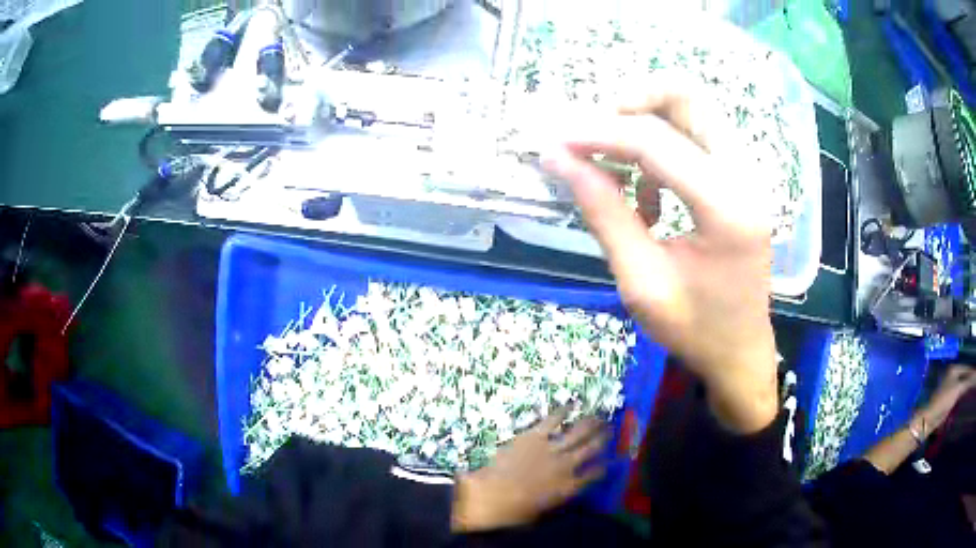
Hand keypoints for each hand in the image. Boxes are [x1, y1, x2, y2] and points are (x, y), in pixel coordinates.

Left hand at [451, 410, 606, 531]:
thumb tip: (560, 493)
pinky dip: (563, 412)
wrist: (493, 495)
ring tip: (600, 417)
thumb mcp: (543, 511)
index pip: (595, 474)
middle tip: (611, 429)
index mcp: (570, 487)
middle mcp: (567, 466)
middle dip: (603, 438)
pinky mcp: (535, 436)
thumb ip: (556, 498)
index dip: (604, 466)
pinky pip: (553, 421)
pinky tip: (571, 405)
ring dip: (591, 424)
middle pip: (592, 449)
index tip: (609, 460)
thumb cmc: (515, 511)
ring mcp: (552, 449)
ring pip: (578, 433)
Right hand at [544, 85, 777, 432]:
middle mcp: (745, 176)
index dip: (598, 133)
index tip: (555, 140)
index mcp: (727, 208)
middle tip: (591, 132)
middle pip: (688, 96)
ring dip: (645, 120)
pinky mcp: (740, 179)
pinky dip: (662, 146)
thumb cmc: (695, 329)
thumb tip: (559, 160)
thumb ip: (603, 213)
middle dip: (631, 102)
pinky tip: (645, 193)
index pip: (655, 143)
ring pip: (692, 109)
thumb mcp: (641, 281)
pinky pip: (696, 135)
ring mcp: (747, 174)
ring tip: (611, 161)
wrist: (741, 352)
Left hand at [921, 364, 975, 429]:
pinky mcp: (948, 398)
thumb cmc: (945, 400)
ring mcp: (950, 386)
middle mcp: (952, 374)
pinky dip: (962, 393)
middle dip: (969, 378)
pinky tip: (965, 396)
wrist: (931, 418)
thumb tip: (974, 376)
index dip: (971, 371)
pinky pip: (958, 393)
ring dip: (966, 386)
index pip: (966, 368)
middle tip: (973, 381)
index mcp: (954, 369)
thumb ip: (967, 382)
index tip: (975, 375)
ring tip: (971, 388)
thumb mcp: (958, 389)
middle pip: (964, 375)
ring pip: (961, 384)